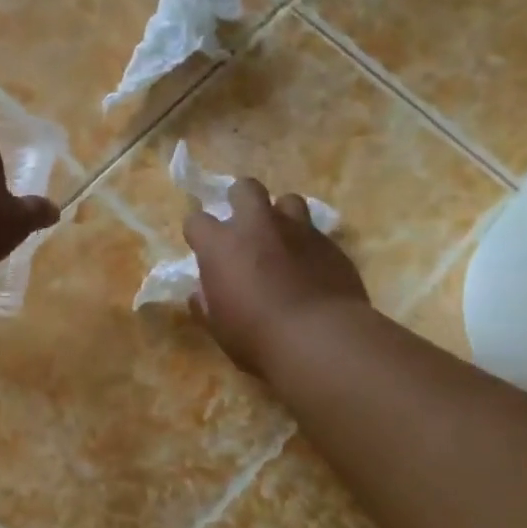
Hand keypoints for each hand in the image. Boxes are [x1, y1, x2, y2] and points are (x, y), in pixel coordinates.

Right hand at [186, 178, 369, 377]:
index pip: (196, 221)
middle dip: (241, 200)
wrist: (321, 340)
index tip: (203, 249)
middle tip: (244, 227)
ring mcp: (297, 230)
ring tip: (282, 240)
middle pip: (245, 188)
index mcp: (221, 245)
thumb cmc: (257, 338)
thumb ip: (207, 303)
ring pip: (288, 200)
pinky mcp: (330, 243)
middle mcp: (257, 226)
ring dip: (281, 216)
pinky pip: (315, 232)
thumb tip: (202, 293)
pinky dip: (308, 244)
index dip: (198, 233)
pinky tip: (310, 267)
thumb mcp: (219, 327)